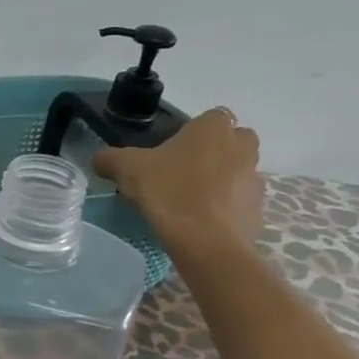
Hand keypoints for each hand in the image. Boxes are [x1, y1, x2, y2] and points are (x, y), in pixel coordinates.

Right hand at [94, 106, 263, 249]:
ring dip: (220, 182)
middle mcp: (242, 146)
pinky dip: (225, 209)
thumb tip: (100, 159)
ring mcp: (255, 179)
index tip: (171, 152)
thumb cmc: (168, 191)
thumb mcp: (126, 169)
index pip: (209, 118)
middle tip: (182, 173)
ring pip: (237, 173)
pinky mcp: (258, 210)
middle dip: (214, 154)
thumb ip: (110, 158)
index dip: (191, 133)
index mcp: (214, 127)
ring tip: (189, 202)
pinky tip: (200, 223)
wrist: (204, 240)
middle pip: (231, 143)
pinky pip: (239, 203)